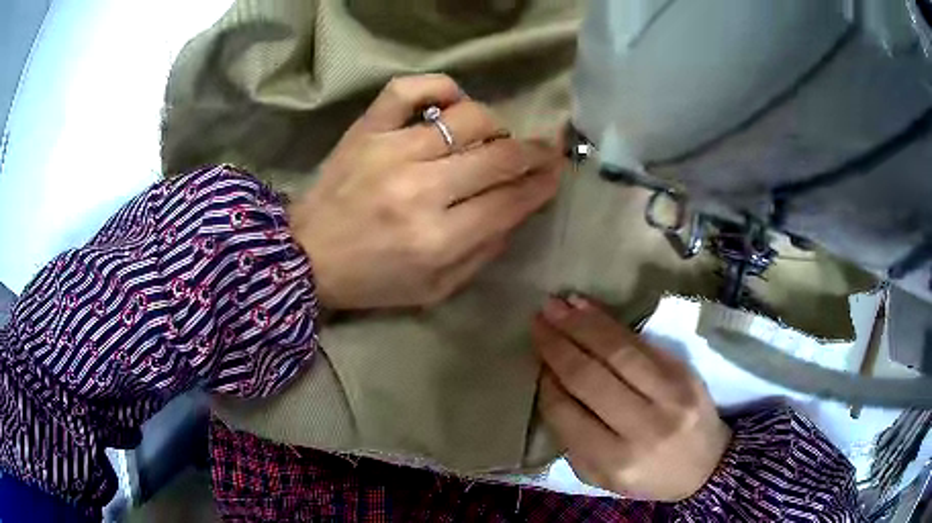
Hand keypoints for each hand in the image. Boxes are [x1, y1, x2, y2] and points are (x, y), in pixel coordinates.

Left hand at [288, 74, 562, 309]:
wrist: (305, 256)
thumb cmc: (372, 280)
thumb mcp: (436, 289)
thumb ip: (484, 251)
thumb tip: (518, 207)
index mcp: (438, 239)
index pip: (511, 200)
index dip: (543, 183)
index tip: (557, 171)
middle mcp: (420, 189)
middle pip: (499, 156)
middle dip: (534, 152)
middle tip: (544, 150)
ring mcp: (391, 151)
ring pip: (467, 118)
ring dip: (494, 126)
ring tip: (492, 138)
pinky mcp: (367, 130)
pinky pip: (409, 89)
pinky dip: (440, 87)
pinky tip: (451, 102)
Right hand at [533, 295, 730, 500]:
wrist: (708, 466)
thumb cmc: (648, 476)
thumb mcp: (602, 477)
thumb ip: (573, 441)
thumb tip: (551, 386)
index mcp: (617, 461)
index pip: (569, 414)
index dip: (548, 383)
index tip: (535, 361)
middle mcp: (644, 426)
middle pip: (591, 377)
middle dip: (558, 346)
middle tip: (537, 320)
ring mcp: (670, 395)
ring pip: (618, 352)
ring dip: (582, 325)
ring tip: (556, 305)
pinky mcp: (684, 372)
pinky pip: (642, 343)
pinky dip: (611, 323)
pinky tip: (588, 308)